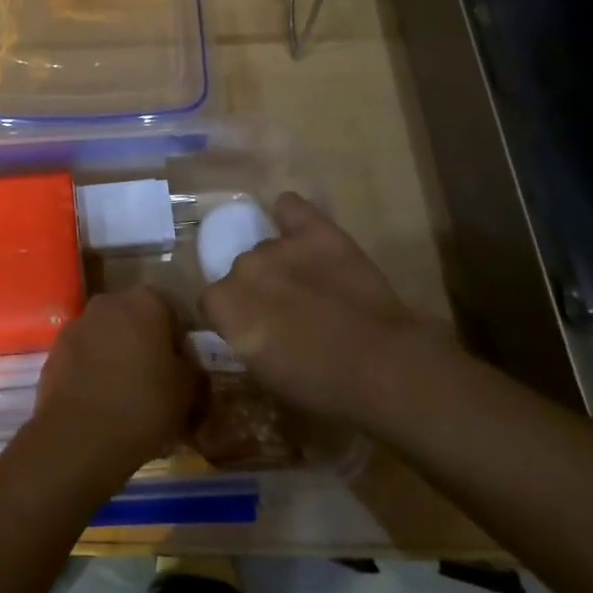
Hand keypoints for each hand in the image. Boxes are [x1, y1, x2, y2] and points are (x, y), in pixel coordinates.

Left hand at [31, 286, 200, 485]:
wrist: (80, 437)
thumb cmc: (143, 406)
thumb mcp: (186, 392)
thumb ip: (190, 368)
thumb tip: (184, 364)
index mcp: (146, 301)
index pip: (171, 313)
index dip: (178, 343)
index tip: (181, 371)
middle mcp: (109, 301)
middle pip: (134, 319)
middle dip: (144, 343)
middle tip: (154, 380)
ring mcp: (77, 323)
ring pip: (106, 335)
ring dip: (116, 354)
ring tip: (124, 393)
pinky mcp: (55, 348)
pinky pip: (83, 354)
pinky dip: (92, 369)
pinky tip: (99, 399)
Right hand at [202, 193, 448, 424]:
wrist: (379, 365)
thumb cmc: (320, 385)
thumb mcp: (266, 375)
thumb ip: (245, 341)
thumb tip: (249, 330)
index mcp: (223, 304)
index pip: (213, 302)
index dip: (233, 317)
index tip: (254, 331)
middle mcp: (242, 266)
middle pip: (242, 271)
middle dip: (259, 289)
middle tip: (287, 314)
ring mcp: (278, 245)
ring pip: (268, 248)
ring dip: (281, 264)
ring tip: (311, 285)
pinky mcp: (315, 230)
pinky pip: (290, 207)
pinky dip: (291, 216)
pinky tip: (300, 230)